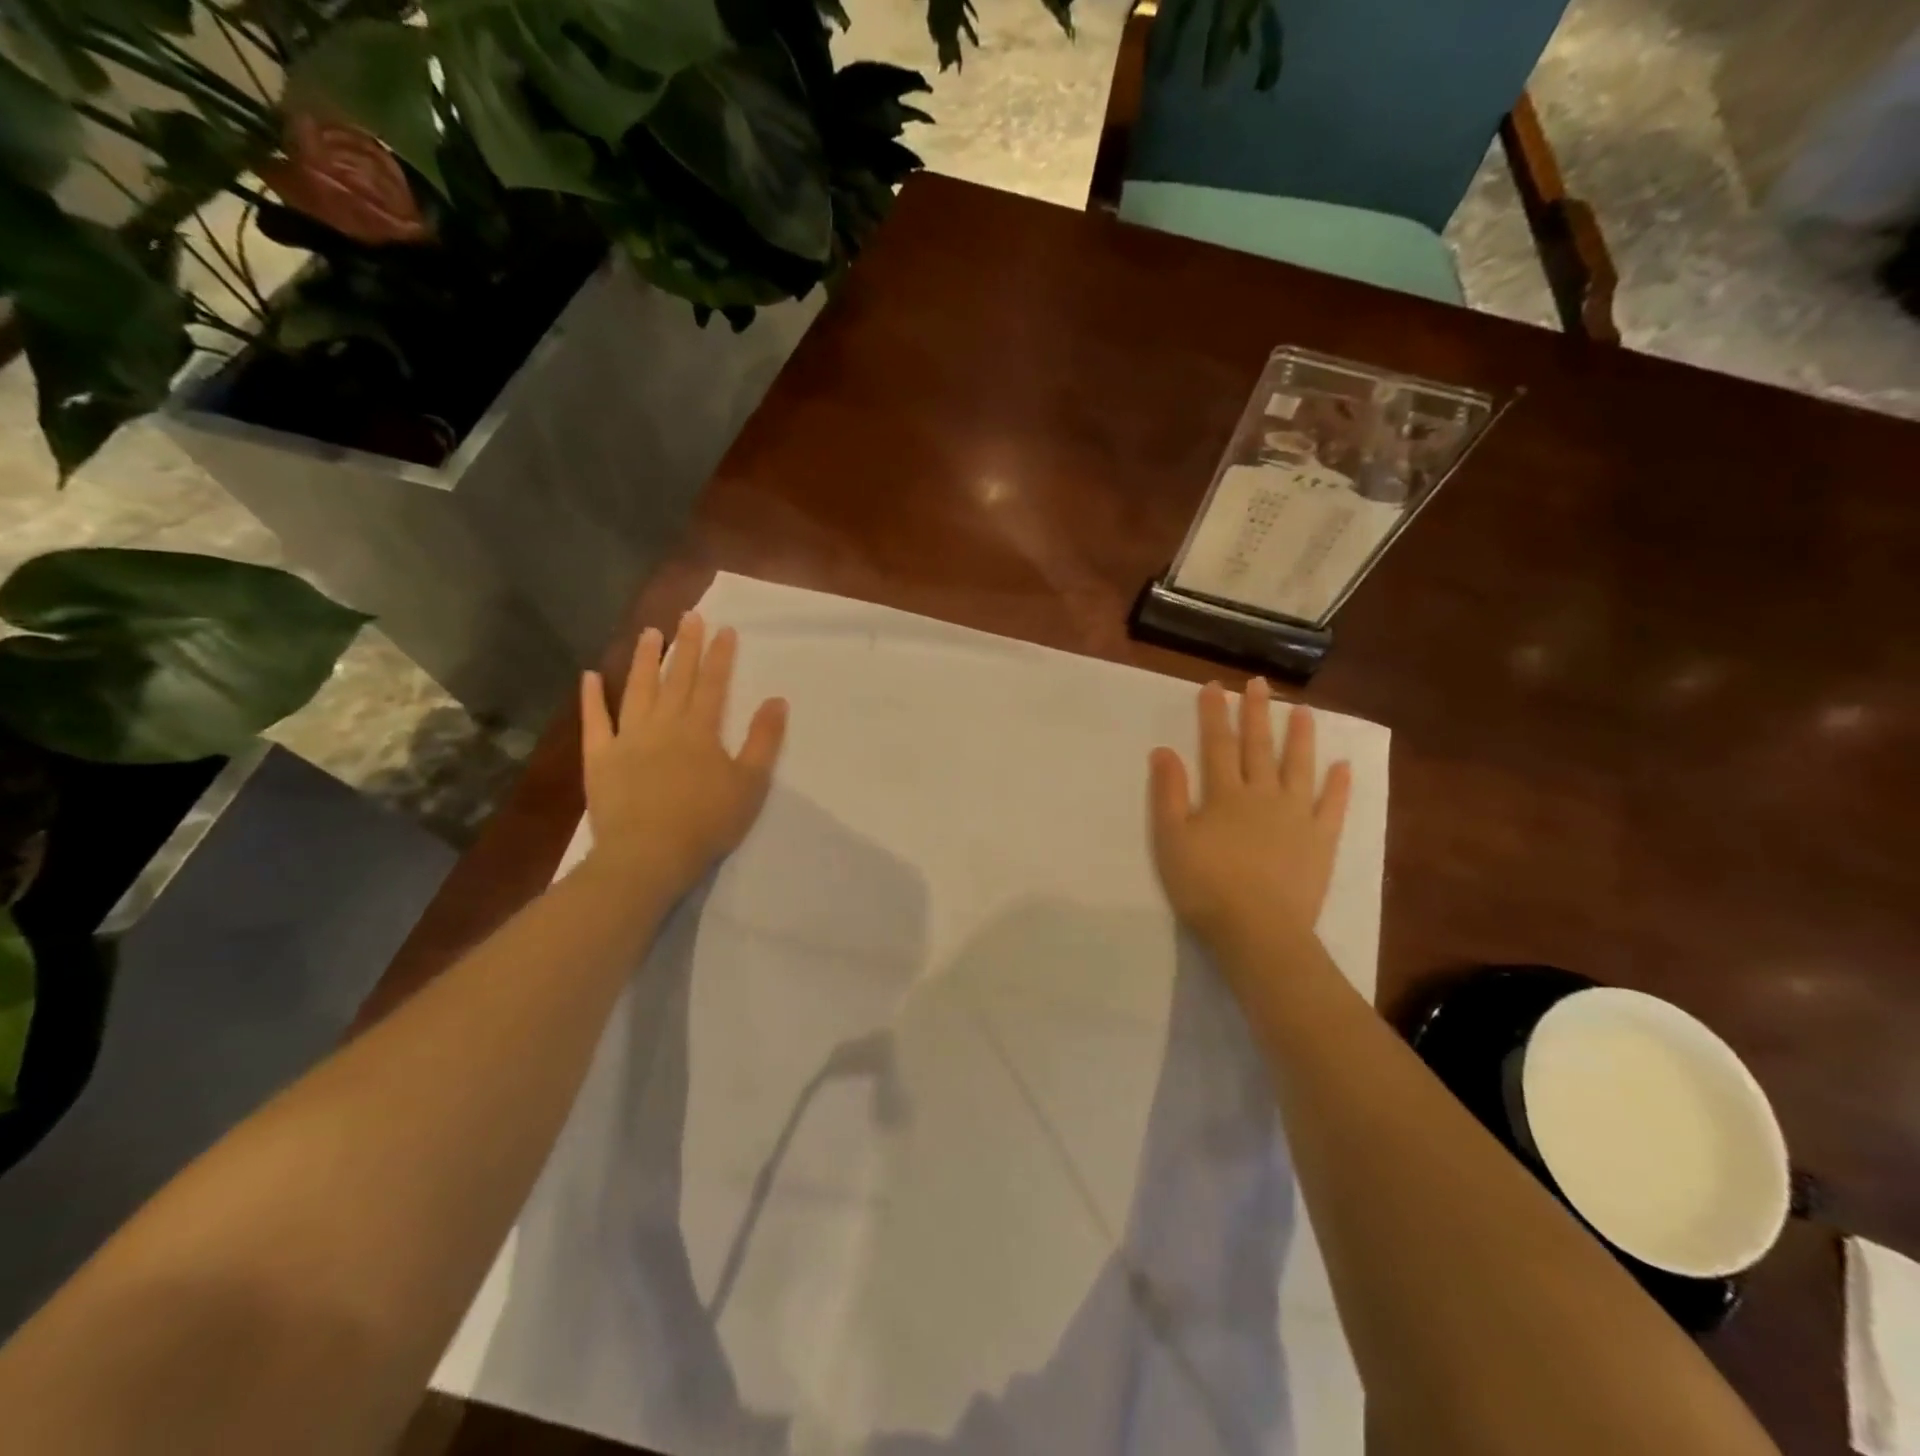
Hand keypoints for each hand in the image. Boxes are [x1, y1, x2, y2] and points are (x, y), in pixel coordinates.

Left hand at [579, 612, 787, 899]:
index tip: (724, 628)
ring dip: (645, 660)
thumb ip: (764, 740)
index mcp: (701, 729)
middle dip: (686, 646)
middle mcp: (664, 724)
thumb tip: (777, 700)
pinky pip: (595, 721)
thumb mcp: (750, 783)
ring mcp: (628, 738)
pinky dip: (592, 698)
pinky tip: (591, 676)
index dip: (720, 655)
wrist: (649, 854)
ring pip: (638, 690)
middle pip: (677, 678)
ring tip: (650, 633)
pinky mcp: (600, 757)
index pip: (713, 683)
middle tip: (689, 616)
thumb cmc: (707, 821)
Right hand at [1148, 678, 1351, 951]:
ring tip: (1302, 710)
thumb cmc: (1205, 886)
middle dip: (1257, 713)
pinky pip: (1332, 806)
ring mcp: (1296, 816)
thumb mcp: (1171, 839)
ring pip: (1298, 767)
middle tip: (1259, 684)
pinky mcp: (1320, 841)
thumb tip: (1164, 750)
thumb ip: (1168, 793)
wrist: (1257, 929)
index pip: (1217, 745)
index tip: (1215, 686)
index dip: (1215, 714)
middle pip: (1259, 747)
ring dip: (1300, 737)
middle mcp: (1262, 795)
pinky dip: (1338, 785)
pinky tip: (1343, 765)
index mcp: (1224, 795)